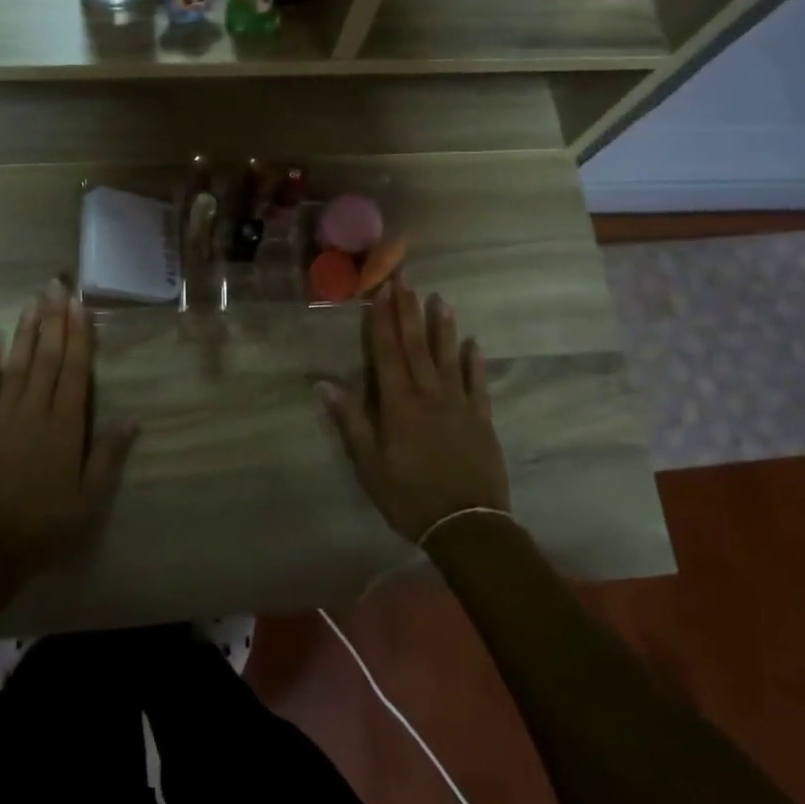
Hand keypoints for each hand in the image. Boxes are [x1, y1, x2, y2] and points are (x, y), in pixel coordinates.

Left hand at [0, 281, 137, 583]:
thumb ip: (108, 456)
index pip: (74, 372)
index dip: (78, 336)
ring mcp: (1, 419)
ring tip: (32, 303)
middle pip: (45, 359)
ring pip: (16, 366)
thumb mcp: (88, 501)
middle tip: (55, 287)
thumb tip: (134, 416)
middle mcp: (33, 413)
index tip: (79, 305)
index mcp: (64, 428)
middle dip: (53, 321)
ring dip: (25, 333)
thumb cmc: (44, 528)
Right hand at [317, 276, 510, 543]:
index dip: (382, 320)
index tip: (380, 291)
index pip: (387, 353)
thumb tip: (324, 384)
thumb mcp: (369, 465)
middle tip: (405, 278)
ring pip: (448, 356)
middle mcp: (429, 394)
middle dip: (408, 310)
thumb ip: (350, 422)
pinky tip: (473, 343)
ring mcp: (458, 404)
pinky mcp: (481, 418)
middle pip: (416, 345)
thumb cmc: (409, 497)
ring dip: (442, 326)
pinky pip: (477, 383)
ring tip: (440, 298)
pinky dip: (474, 361)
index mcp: (399, 404)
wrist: (468, 526)